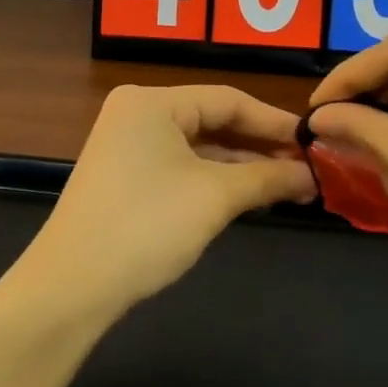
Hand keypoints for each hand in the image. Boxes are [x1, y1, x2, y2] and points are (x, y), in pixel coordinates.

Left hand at [21, 84, 316, 312]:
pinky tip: (249, 195)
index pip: (228, 99)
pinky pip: (181, 167)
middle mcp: (137, 114)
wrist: (72, 286)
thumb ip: (267, 178)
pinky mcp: (125, 177)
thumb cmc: (146, 226)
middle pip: (213, 121)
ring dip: (242, 167)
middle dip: (260, 147)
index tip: (315, 143)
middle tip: (308, 168)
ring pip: (198, 147)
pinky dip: (215, 180)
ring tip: (290, 186)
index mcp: (151, 102)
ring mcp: (127, 146)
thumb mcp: (215, 197)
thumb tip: (311, 175)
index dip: (275, 122)